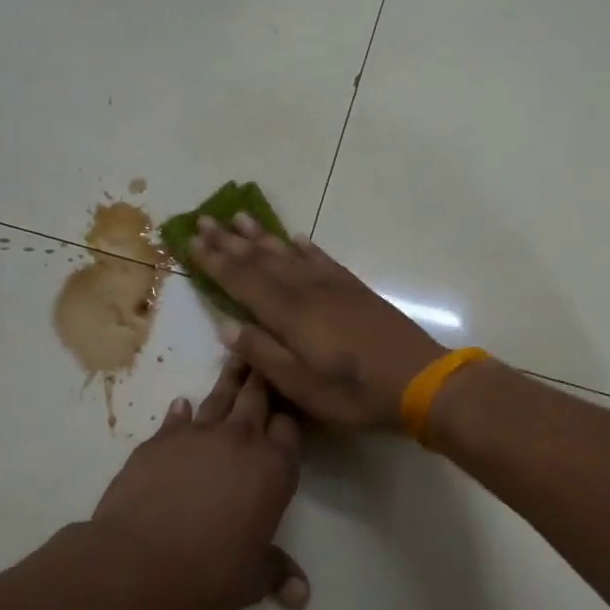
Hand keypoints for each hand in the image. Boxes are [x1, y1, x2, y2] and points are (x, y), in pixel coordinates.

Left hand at [89, 357, 308, 609]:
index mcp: (273, 469)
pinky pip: (177, 417)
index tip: (288, 408)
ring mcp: (197, 435)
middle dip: (264, 379)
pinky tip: (183, 404)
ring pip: (219, 397)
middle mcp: (240, 441)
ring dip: (230, 380)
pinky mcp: (160, 440)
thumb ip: (278, 574)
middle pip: (257, 398)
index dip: (289, 417)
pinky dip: (182, 411)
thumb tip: (302, 597)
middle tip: (265, 357)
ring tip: (236, 360)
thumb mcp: (252, 579)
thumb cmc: (210, 572)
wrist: (139, 561)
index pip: (290, 428)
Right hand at [189, 214, 443, 431]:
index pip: (242, 281)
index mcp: (288, 314)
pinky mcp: (354, 289)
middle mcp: (306, 290)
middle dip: (230, 241)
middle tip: (205, 220)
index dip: (215, 262)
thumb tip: (227, 326)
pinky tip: (295, 238)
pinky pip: (321, 259)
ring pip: (288, 254)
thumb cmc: (354, 392)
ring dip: (262, 237)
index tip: (192, 242)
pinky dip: (304, 247)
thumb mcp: (300, 386)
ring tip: (240, 218)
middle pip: (261, 260)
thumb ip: (263, 353)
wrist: (418, 378)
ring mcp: (333, 286)